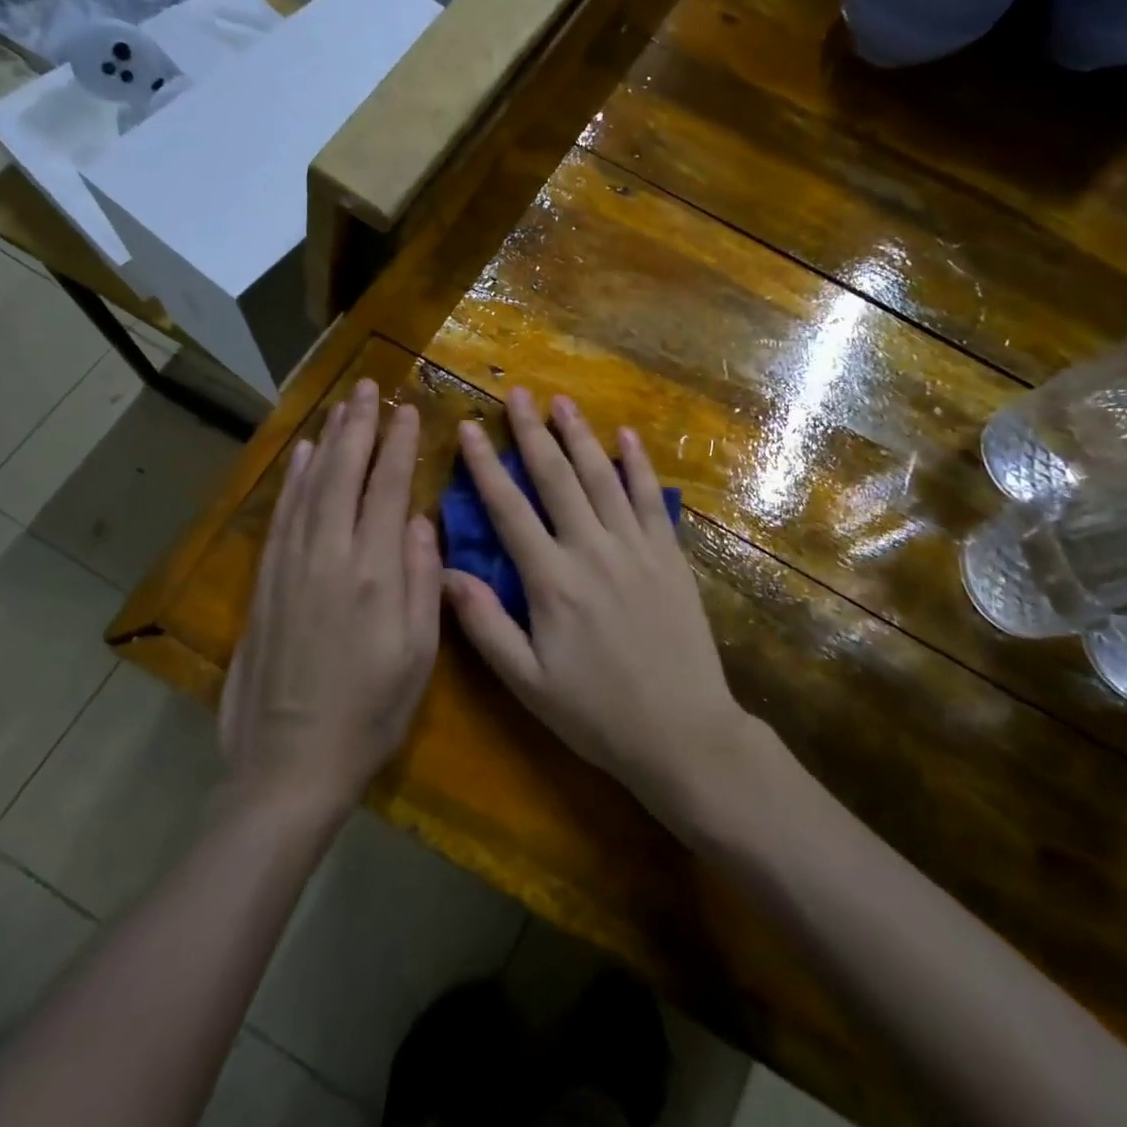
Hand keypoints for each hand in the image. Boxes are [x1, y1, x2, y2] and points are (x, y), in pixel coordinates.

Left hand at [221, 379, 442, 814]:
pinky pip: (281, 515)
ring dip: (325, 441)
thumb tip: (418, 519)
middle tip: (369, 387)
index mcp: (373, 573)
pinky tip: (299, 456)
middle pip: (342, 473)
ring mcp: (290, 566)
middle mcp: (328, 556)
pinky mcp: (264, 583)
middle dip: (357, 426)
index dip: (397, 444)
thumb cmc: (369, 714)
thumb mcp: (417, 655)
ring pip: (309, 485)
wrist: (287, 766)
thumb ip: (421, 580)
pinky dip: (291, 479)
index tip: (406, 410)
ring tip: (340, 406)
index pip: (385, 488)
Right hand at [443, 389, 749, 818]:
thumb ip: (484, 625)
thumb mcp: (528, 682)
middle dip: (532, 433)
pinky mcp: (669, 555)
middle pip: (556, 479)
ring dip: (580, 436)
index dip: (484, 466)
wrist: (683, 732)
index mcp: (551, 581)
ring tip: (562, 402)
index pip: (508, 510)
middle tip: (517, 394)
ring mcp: (636, 548)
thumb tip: (444, 571)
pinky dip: (638, 465)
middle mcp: (592, 550)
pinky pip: (651, 499)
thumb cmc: (597, 714)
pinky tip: (627, 437)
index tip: (467, 428)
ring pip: (602, 478)